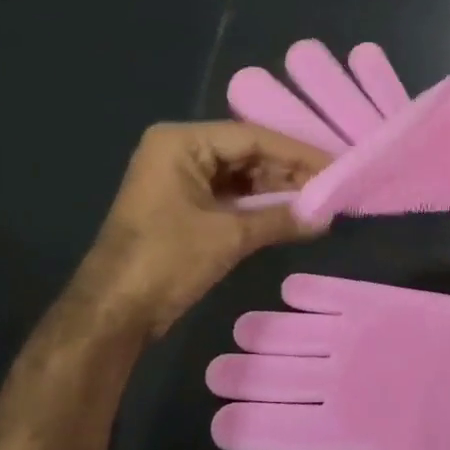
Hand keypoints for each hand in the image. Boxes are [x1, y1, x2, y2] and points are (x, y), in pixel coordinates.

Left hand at [74, 122, 330, 336]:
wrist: (113, 312)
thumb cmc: (167, 260)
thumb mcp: (229, 236)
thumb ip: (281, 219)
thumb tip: (326, 217)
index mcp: (182, 142)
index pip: (252, 137)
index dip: (297, 152)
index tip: (336, 164)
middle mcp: (179, 150)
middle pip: (247, 152)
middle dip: (289, 171)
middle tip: (332, 184)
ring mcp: (180, 177)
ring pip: (241, 174)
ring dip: (277, 189)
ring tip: (319, 199)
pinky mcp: (183, 204)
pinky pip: (229, 194)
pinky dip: (258, 205)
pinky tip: (291, 213)